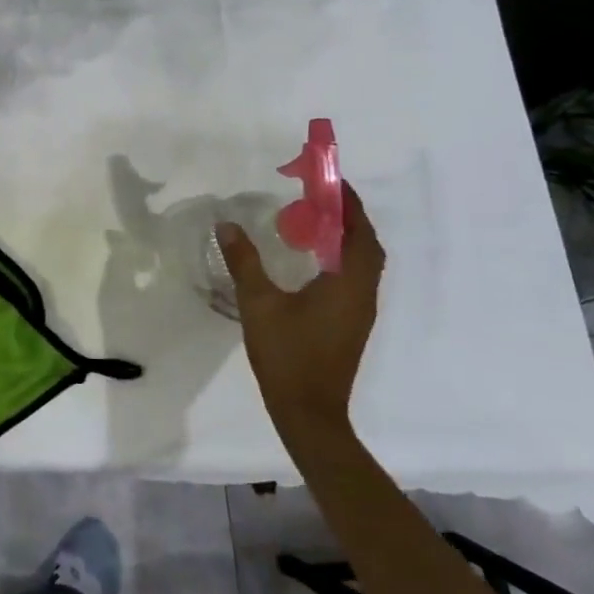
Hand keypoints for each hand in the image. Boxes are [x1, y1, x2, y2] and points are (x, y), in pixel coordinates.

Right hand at [218, 183, 385, 445]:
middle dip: (348, 217)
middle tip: (319, 197)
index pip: (359, 232)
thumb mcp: (259, 304)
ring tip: (314, 221)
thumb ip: (244, 262)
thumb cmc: (287, 355)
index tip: (330, 180)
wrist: (309, 413)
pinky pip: (354, 278)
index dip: (348, 203)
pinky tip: (312, 260)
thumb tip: (227, 225)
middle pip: (366, 245)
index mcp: (348, 284)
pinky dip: (341, 258)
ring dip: (346, 238)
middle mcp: (363, 294)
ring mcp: (360, 311)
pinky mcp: (352, 324)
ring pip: (362, 263)